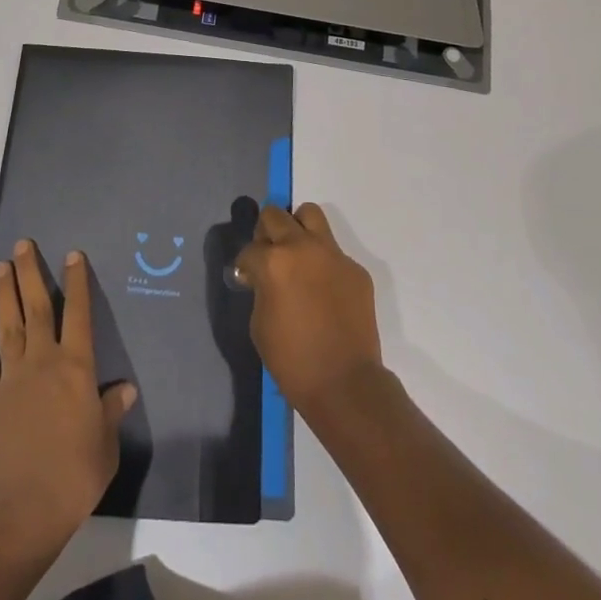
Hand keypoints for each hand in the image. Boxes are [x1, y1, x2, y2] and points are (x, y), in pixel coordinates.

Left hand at [0, 239, 136, 554]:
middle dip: (30, 273)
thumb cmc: (73, 476)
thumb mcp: (105, 445)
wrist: (20, 510)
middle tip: (22, 245)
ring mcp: (11, 378)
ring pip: (8, 325)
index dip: (76, 282)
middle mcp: (43, 361)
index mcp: (76, 367)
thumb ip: (111, 412)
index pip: (78, 313)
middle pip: (36, 307)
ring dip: (3, 295)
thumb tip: (125, 389)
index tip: (72, 254)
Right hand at [233, 203, 383, 422]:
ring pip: (310, 215)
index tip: (247, 279)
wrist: (345, 384)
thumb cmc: (293, 361)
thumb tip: (262, 278)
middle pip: (275, 215)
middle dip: (265, 233)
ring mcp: (333, 254)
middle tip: (268, 256)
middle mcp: (303, 247)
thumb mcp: (259, 324)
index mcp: (274, 261)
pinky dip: (323, 262)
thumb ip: (260, 289)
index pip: (250, 249)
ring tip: (296, 255)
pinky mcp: (355, 268)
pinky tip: (323, 290)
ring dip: (297, 228)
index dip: (245, 265)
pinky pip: (333, 252)